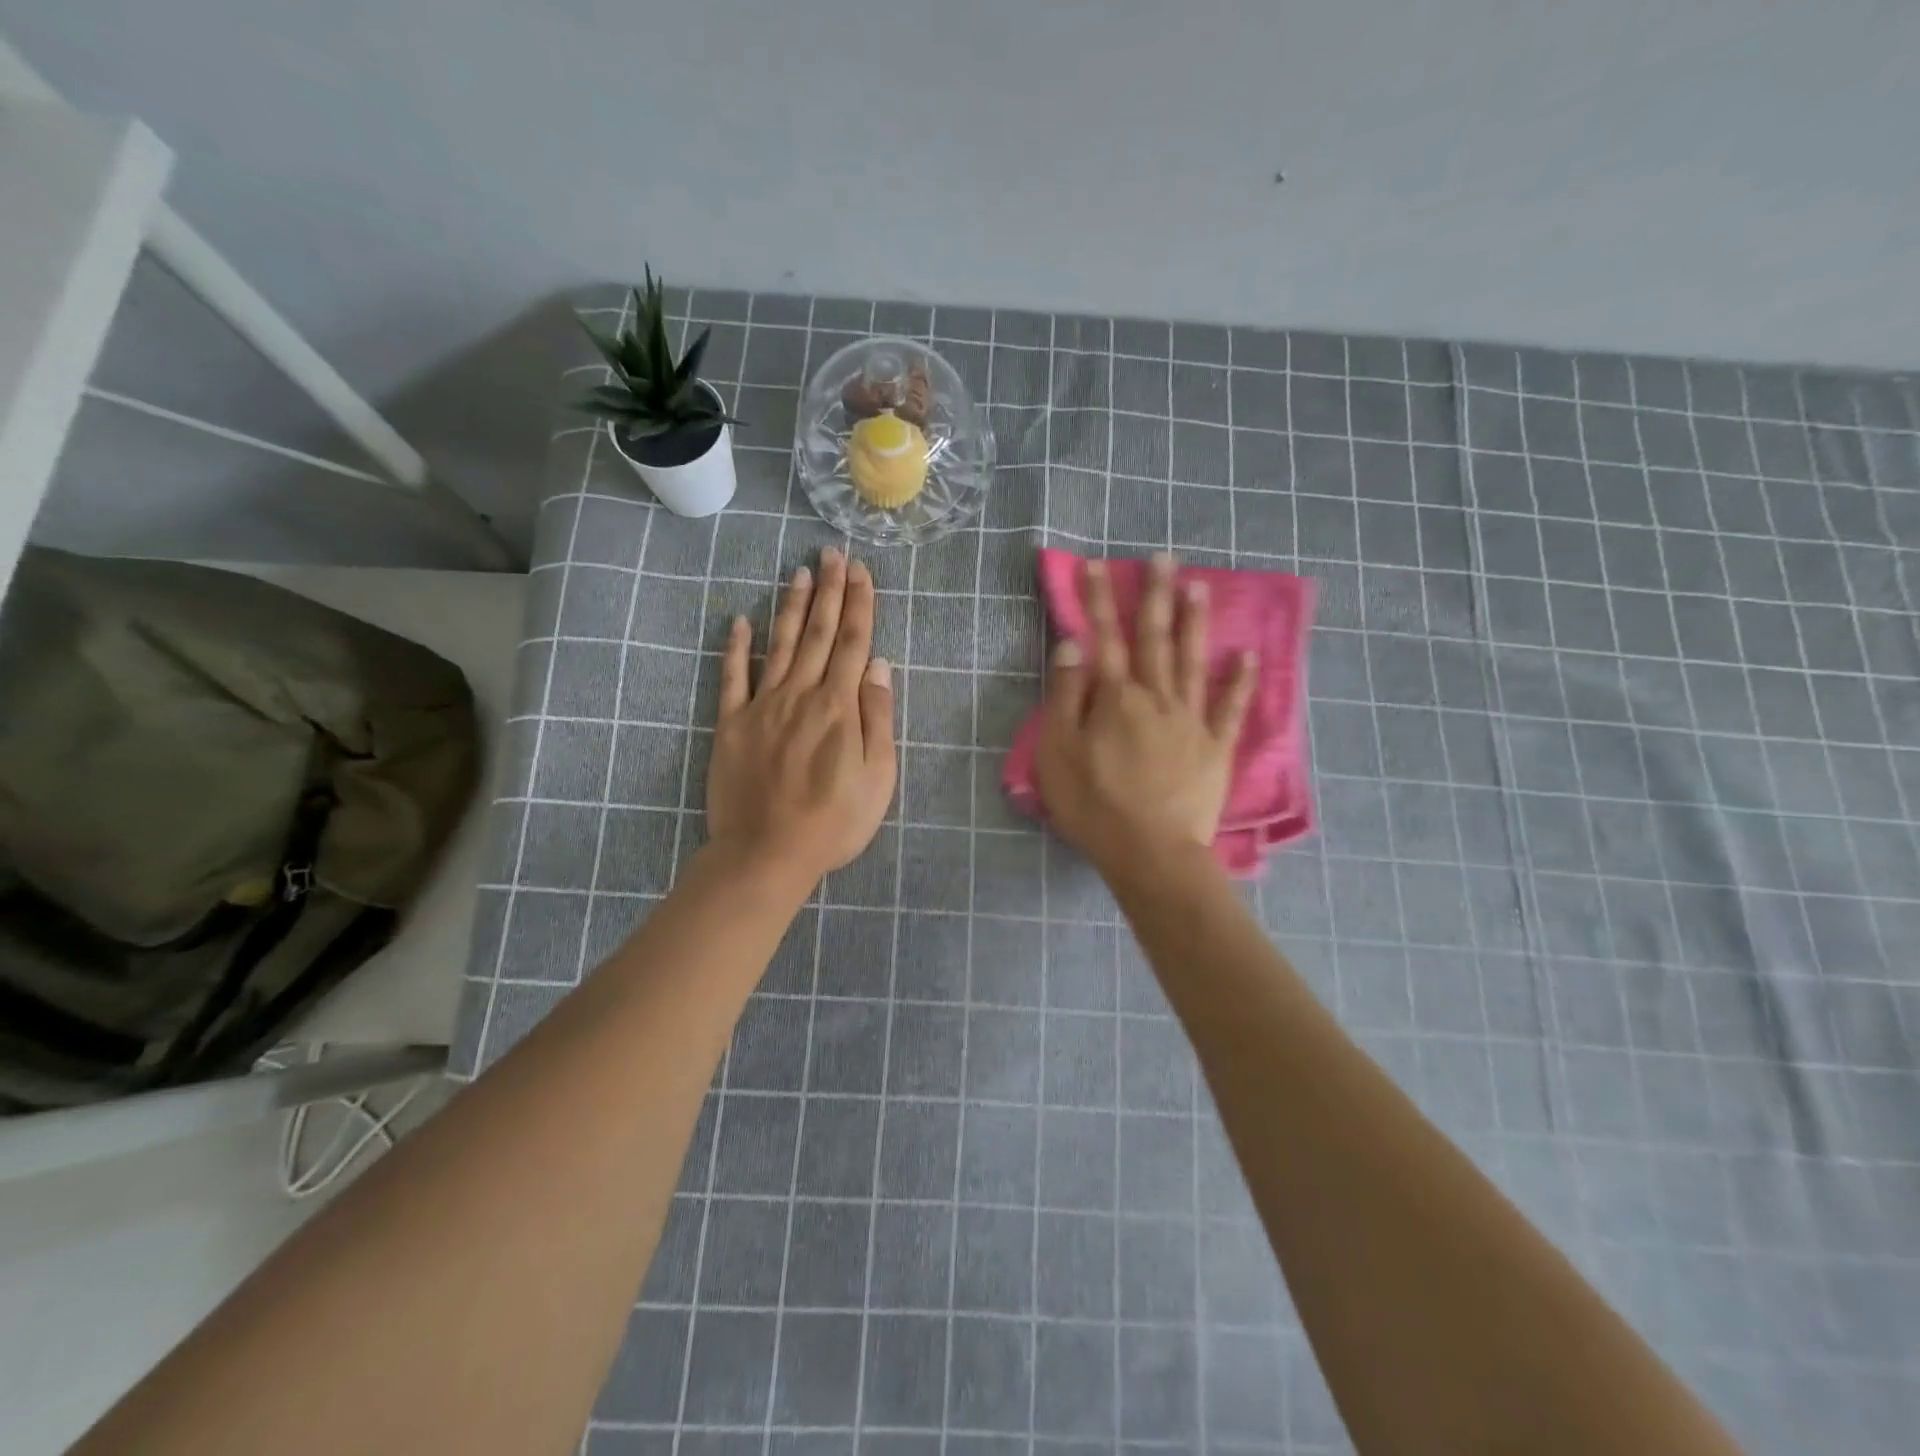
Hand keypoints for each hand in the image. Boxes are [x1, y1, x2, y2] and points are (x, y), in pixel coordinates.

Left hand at [706, 548, 896, 887]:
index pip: (854, 644)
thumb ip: (878, 718)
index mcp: (839, 707)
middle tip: (832, 554)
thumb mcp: (878, 778)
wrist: (766, 854)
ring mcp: (762, 706)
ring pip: (780, 645)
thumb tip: (879, 666)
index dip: (859, 605)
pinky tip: (738, 621)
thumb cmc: (833, 822)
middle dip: (829, 592)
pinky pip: (732, 677)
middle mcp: (801, 695)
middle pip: (819, 634)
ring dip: (791, 607)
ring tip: (799, 572)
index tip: (861, 572)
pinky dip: (735, 648)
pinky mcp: (731, 724)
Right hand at [1034, 553, 1255, 874]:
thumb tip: (1073, 645)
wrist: (1151, 852)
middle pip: (1155, 639)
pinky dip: (1240, 681)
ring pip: (1193, 662)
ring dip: (1195, 622)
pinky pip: (1230, 709)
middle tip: (1162, 556)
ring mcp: (1191, 721)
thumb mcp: (1059, 751)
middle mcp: (1157, 698)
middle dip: (1155, 595)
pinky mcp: (1215, 749)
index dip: (1098, 599)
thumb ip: (1065, 695)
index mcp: (1116, 698)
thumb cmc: (1094, 804)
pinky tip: (1247, 656)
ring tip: (1200, 586)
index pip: (1104, 637)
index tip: (1095, 564)